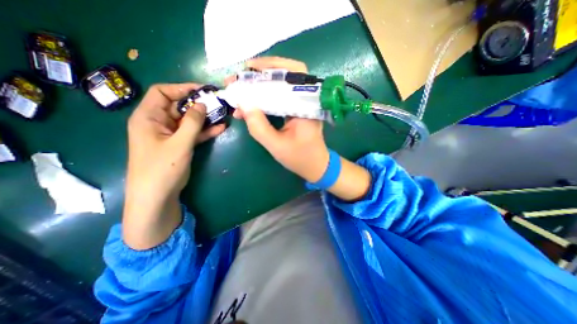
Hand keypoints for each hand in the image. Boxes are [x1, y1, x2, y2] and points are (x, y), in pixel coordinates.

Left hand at [124, 83, 224, 247]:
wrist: (157, 195)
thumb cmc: (162, 168)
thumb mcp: (179, 143)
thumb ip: (192, 123)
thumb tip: (201, 104)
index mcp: (148, 117)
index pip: (163, 93)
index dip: (182, 89)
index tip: (202, 90)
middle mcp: (158, 123)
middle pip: (179, 106)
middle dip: (198, 104)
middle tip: (217, 103)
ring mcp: (171, 135)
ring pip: (189, 121)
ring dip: (205, 118)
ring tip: (222, 114)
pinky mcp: (180, 144)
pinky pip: (194, 133)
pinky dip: (206, 131)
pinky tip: (221, 128)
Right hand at [228, 56, 331, 181]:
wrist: (315, 166)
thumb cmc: (300, 158)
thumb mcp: (276, 146)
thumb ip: (259, 127)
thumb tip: (243, 104)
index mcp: (307, 106)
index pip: (292, 75)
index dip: (269, 67)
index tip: (247, 68)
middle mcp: (307, 100)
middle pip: (287, 75)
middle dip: (262, 73)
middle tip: (240, 76)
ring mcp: (302, 105)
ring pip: (282, 86)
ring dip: (261, 84)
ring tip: (242, 86)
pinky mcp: (297, 110)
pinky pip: (281, 97)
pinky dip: (265, 97)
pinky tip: (251, 101)